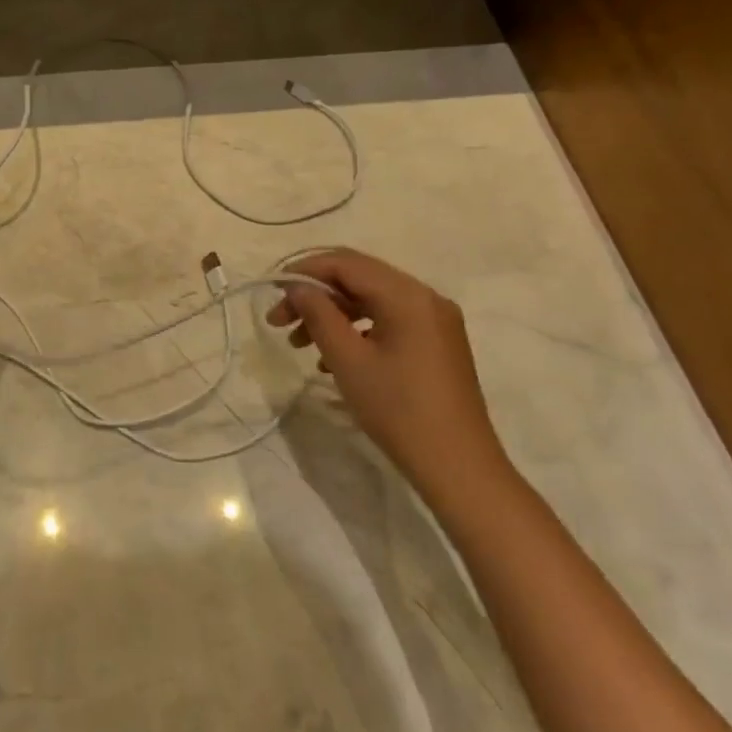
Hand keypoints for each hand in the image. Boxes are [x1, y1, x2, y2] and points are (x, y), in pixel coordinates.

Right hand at [268, 248, 512, 515]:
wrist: (459, 468)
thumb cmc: (398, 410)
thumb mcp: (348, 360)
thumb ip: (319, 314)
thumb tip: (297, 287)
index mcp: (406, 294)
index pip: (346, 263)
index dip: (304, 271)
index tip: (272, 292)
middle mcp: (425, 297)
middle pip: (359, 278)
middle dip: (316, 295)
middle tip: (279, 321)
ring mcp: (435, 320)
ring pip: (372, 300)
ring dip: (333, 314)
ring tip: (299, 343)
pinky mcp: (437, 343)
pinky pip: (389, 321)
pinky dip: (357, 330)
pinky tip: (332, 360)